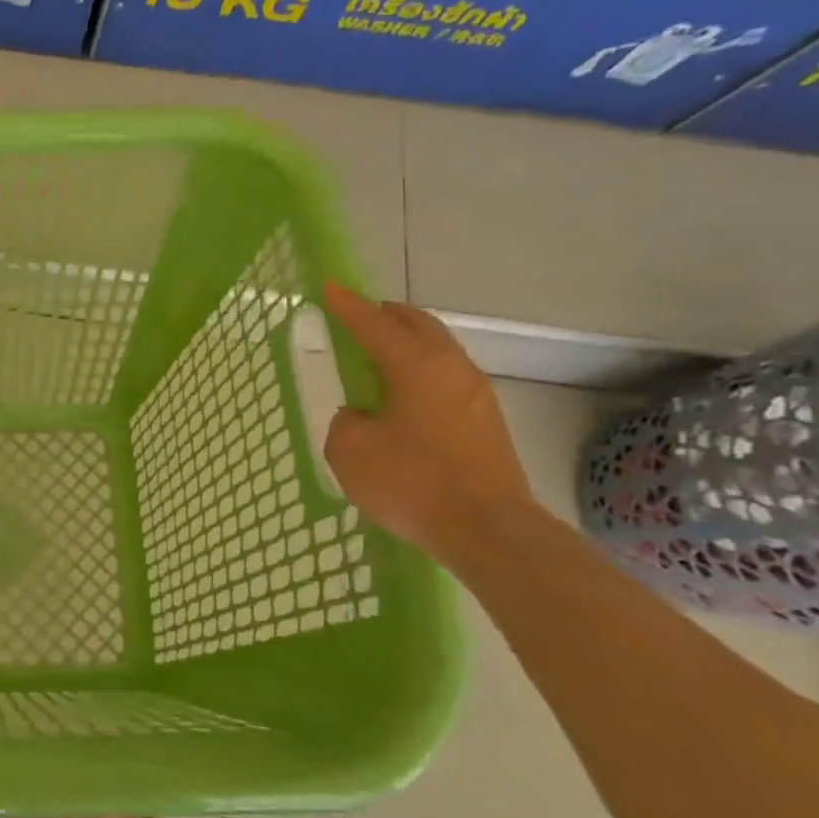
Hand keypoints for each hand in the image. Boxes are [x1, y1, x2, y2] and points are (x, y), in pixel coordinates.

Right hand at [321, 282, 540, 566]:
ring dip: (409, 343)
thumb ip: (346, 421)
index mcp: (416, 365)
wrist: (488, 531)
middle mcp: (452, 369)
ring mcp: (476, 395)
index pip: (374, 324)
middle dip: (388, 315)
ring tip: (380, 352)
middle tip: (361, 314)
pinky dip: (422, 371)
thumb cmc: (412, 481)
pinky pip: (447, 378)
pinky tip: (405, 393)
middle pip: (419, 326)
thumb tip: (362, 416)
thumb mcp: (350, 449)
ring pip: (438, 351)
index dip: (347, 306)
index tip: (329, 287)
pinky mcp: (486, 423)